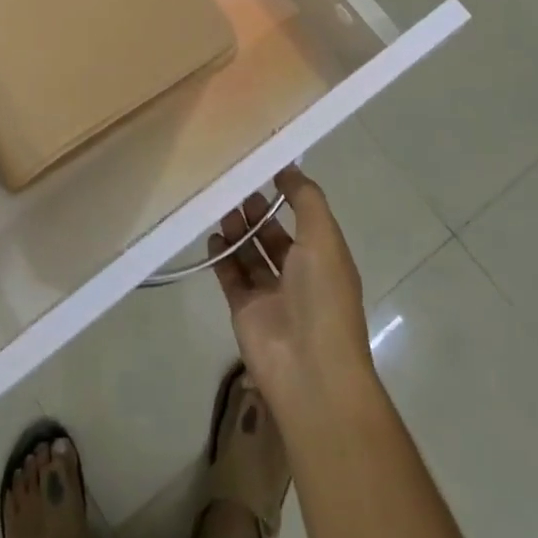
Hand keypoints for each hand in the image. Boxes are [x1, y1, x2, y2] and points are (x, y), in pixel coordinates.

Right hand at [208, 165, 375, 419]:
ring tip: (220, 204)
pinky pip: (231, 276)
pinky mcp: (245, 310)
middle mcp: (299, 275)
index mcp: (325, 258)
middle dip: (256, 211)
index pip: (304, 219)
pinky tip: (212, 236)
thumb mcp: (323, 238)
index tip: (262, 167)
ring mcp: (271, 294)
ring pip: (250, 253)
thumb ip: (306, 199)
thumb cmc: (323, 297)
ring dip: (237, 229)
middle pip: (274, 235)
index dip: (286, 194)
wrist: (309, 370)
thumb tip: (288, 168)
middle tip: (234, 184)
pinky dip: (221, 257)